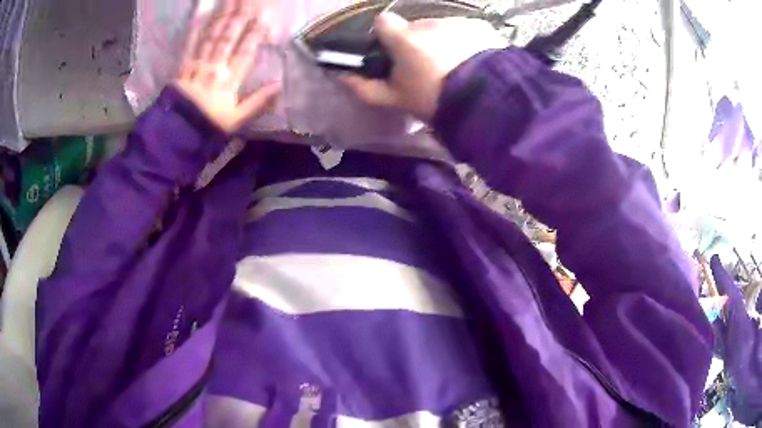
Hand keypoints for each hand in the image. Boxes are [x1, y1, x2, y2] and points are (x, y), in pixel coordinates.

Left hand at [173, 0, 280, 133]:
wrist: (177, 135)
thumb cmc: (209, 127)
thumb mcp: (237, 120)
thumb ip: (258, 102)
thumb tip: (280, 85)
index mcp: (229, 80)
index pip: (245, 51)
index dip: (255, 33)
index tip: (264, 16)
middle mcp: (214, 67)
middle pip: (228, 38)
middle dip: (239, 17)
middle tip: (248, 1)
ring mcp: (196, 65)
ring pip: (211, 37)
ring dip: (221, 17)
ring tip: (230, 2)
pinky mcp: (182, 68)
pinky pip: (189, 46)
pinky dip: (195, 30)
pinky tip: (200, 16)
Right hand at [341, 13, 505, 121]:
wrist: (485, 101)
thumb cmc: (433, 99)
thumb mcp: (395, 99)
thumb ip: (365, 87)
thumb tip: (342, 77)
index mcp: (403, 38)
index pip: (383, 22)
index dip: (385, 35)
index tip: (392, 51)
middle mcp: (427, 23)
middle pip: (415, 28)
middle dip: (417, 43)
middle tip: (428, 69)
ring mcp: (454, 22)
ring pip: (440, 29)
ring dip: (442, 42)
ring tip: (455, 68)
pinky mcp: (478, 27)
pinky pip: (463, 31)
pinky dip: (464, 42)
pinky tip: (472, 61)